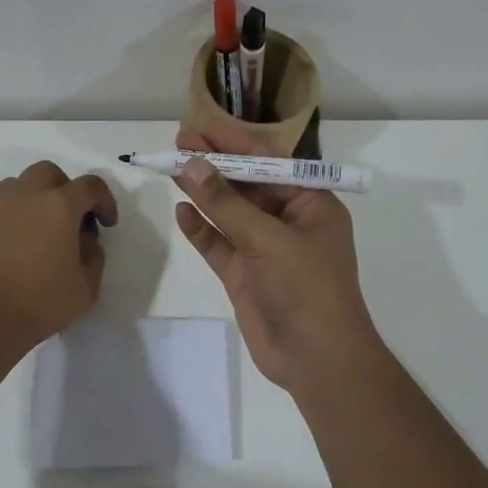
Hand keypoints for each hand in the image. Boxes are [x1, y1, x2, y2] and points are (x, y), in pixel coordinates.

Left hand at [0, 161, 117, 353]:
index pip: (90, 186)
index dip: (104, 200)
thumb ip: (93, 257)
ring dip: (31, 200)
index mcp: (59, 206)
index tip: (106, 224)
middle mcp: (24, 197)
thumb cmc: (40, 303)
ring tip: (35, 231)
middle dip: (63, 188)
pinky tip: (7, 253)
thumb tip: (85, 241)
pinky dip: (5, 224)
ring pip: (15, 186)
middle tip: (68, 218)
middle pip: (47, 172)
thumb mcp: (86, 287)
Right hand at [171, 121, 379, 393]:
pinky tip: (181, 211)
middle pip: (246, 184)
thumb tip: (191, 164)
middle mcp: (288, 221)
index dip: (233, 144)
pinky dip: (201, 229)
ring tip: (171, 167)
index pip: (269, 162)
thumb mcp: (267, 238)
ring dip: (203, 192)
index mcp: (310, 203)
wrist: (316, 359)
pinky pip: (219, 244)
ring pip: (229, 212)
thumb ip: (226, 203)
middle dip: (214, 165)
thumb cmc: (305, 288)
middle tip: (179, 142)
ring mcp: (264, 249)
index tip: (200, 128)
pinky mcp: (245, 274)